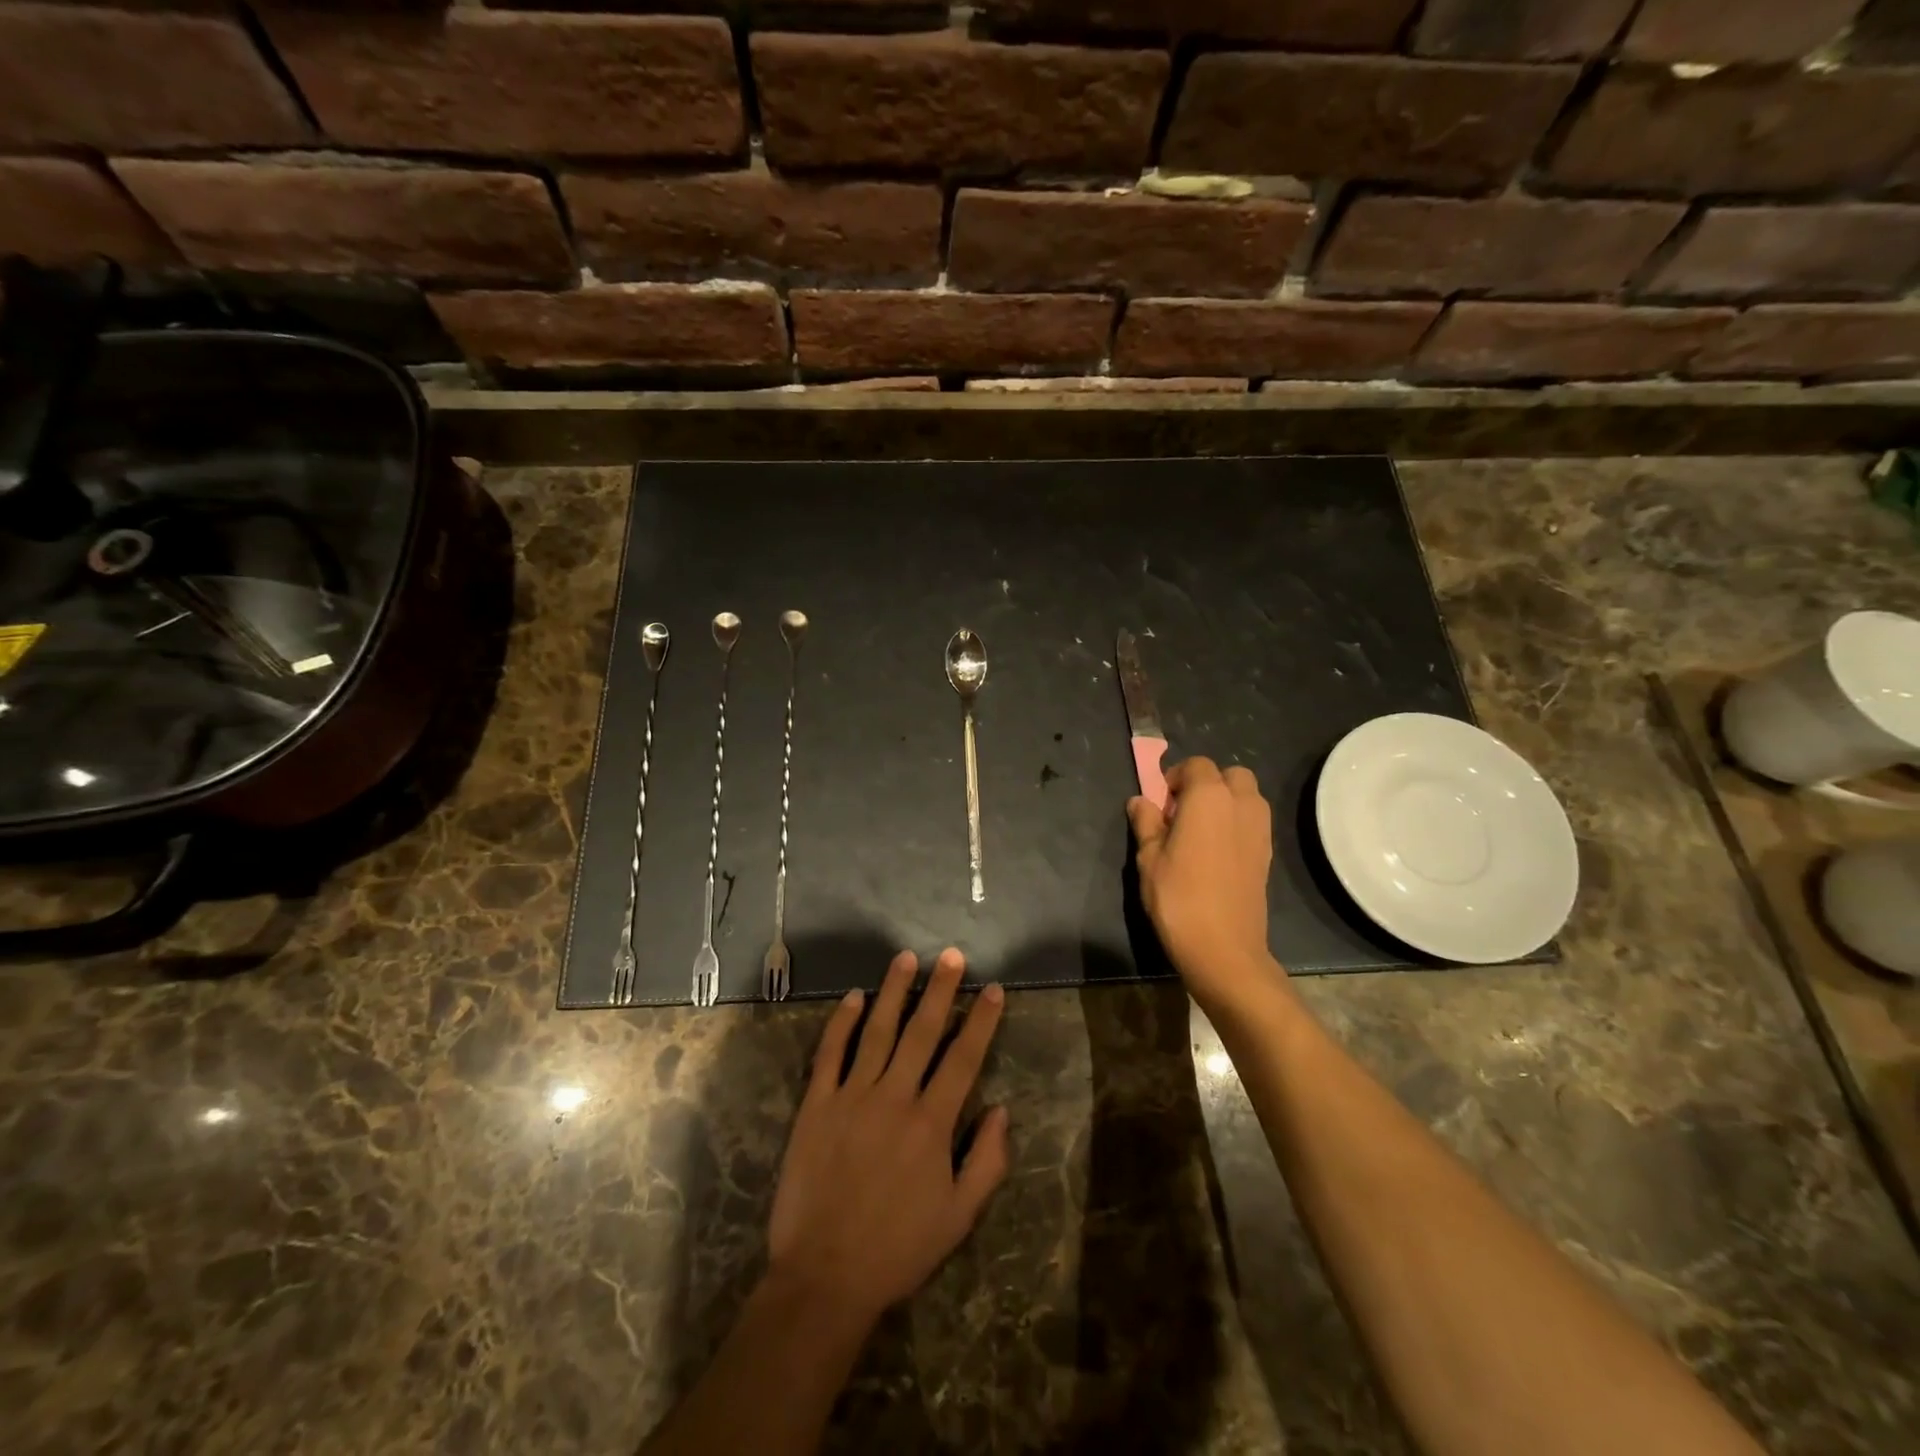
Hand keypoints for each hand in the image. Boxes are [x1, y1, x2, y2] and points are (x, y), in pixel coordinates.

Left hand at [767, 949, 1008, 1328]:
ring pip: (876, 1031)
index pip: (964, 1058)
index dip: (981, 1021)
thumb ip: (987, 1161)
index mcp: (932, 1123)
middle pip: (922, 1032)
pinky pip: (830, 1053)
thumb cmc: (898, 1248)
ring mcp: (851, 1096)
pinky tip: (852, 997)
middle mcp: (894, 1097)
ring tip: (906, 958)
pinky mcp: (816, 1105)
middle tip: (950, 955)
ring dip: (893, 992)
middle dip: (940, 989)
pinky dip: (841, 1022)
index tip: (992, 988)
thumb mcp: (959, 1217)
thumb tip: (1002, 1109)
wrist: (824, 1276)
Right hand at [1128, 757, 1281, 1004]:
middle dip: (1206, 784)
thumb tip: (1140, 801)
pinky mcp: (1268, 853)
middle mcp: (1241, 804)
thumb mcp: (1148, 858)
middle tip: (1181, 812)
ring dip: (1224, 802)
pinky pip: (1252, 822)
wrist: (1223, 948)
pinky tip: (1215, 853)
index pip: (1196, 765)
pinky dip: (1236, 824)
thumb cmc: (1178, 897)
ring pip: (1246, 796)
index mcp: (1209, 797)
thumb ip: (1146, 823)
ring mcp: (1260, 829)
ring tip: (1199, 832)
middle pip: (1230, 775)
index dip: (1174, 777)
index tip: (1159, 803)